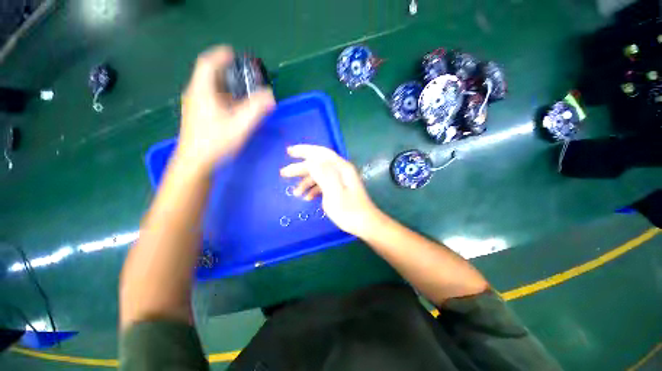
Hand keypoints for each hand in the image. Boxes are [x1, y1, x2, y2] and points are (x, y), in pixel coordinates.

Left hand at [177, 46, 275, 172]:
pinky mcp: (197, 116)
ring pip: (210, 89)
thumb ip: (256, 109)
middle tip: (243, 76)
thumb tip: (270, 95)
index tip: (233, 54)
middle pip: (209, 76)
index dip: (220, 55)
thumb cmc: (216, 142)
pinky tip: (234, 108)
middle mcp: (195, 95)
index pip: (208, 64)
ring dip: (226, 86)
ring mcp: (194, 106)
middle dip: (227, 72)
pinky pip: (210, 99)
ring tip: (242, 92)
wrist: (195, 162)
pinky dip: (223, 97)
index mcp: (202, 91)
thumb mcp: (240, 125)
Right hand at [280, 145, 380, 237]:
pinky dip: (314, 189)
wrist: (365, 224)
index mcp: (341, 168)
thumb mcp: (334, 193)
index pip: (320, 153)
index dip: (304, 151)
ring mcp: (340, 179)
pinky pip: (323, 184)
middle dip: (300, 167)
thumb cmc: (349, 211)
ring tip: (295, 192)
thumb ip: (323, 175)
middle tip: (284, 172)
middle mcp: (340, 170)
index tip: (288, 152)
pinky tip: (307, 198)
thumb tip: (310, 160)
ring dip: (306, 181)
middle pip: (317, 163)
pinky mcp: (339, 188)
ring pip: (319, 175)